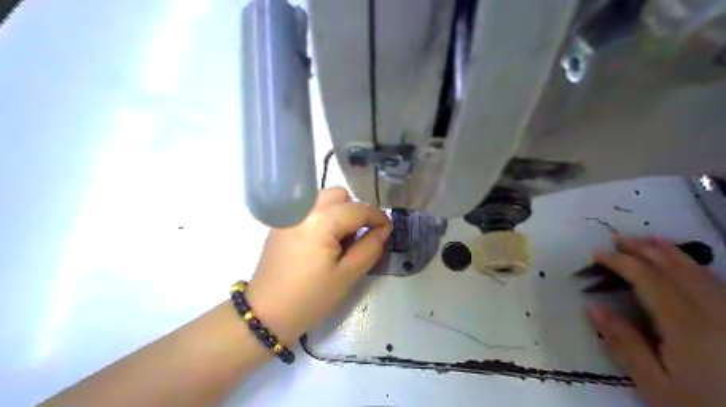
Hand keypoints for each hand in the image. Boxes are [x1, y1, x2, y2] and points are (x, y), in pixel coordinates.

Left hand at [243, 188, 391, 346]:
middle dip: (356, 212)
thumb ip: (370, 247)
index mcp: (321, 221)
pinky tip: (323, 241)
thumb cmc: (311, 298)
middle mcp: (304, 209)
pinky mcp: (283, 223)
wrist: (266, 314)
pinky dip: (324, 216)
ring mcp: (290, 214)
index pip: (359, 208)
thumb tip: (382, 230)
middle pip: (340, 195)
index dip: (378, 217)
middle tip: (360, 237)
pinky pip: (310, 208)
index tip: (388, 231)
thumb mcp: (348, 275)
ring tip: (341, 240)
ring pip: (324, 199)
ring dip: (340, 212)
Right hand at [589, 236, 725, 406]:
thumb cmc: (703, 406)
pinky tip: (687, 264)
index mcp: (686, 325)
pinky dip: (696, 267)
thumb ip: (625, 345)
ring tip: (650, 239)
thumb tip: (594, 309)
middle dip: (644, 250)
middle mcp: (713, 311)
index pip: (647, 279)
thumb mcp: (656, 384)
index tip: (596, 254)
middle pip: (674, 269)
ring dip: (671, 253)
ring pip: (700, 273)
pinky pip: (718, 284)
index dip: (620, 262)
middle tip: (618, 237)